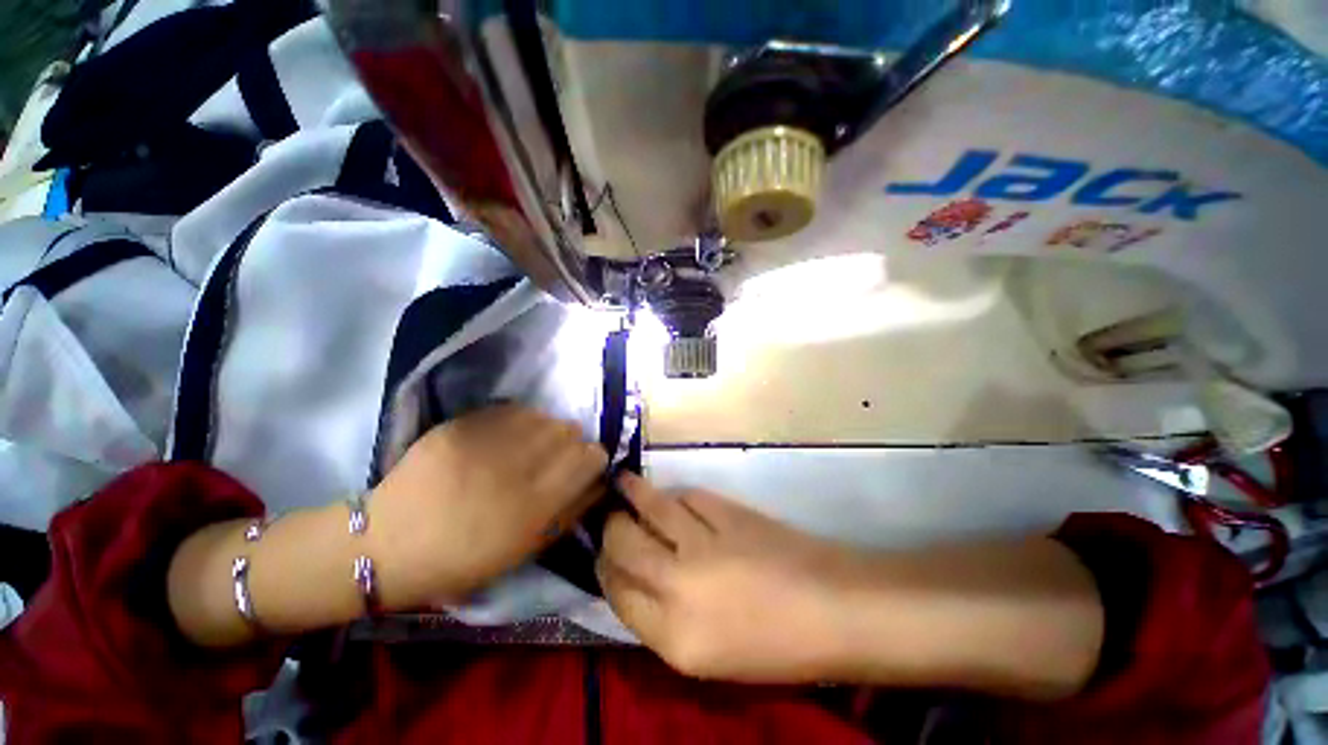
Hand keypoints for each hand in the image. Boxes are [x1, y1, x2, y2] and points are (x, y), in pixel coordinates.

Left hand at [368, 405, 607, 608]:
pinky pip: (508, 411)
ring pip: (542, 416)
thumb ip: (571, 511)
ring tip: (529, 444)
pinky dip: (516, 420)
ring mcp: (484, 444)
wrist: (387, 547)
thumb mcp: (527, 549)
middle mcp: (515, 470)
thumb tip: (601, 481)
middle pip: (570, 430)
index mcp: (535, 506)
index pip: (591, 456)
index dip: (593, 457)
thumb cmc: (464, 560)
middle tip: (554, 455)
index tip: (583, 465)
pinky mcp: (457, 428)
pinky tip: (505, 435)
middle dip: (571, 441)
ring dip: (545, 429)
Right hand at [597, 473, 859, 682]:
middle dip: (610, 528)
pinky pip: (687, 496)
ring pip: (650, 508)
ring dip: (631, 493)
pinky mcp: (726, 512)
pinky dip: (674, 494)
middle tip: (610, 519)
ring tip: (622, 483)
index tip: (603, 556)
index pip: (617, 592)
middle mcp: (678, 586)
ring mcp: (702, 542)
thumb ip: (662, 619)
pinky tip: (672, 496)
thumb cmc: (773, 647)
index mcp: (673, 638)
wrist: (832, 609)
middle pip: (623, 543)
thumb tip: (636, 580)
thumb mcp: (706, 656)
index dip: (604, 569)